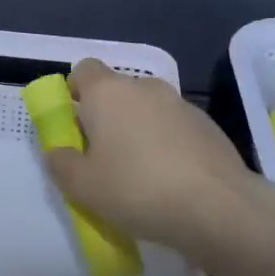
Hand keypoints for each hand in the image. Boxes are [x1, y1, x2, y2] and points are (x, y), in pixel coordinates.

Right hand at [41, 58, 252, 254]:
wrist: (217, 206)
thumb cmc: (138, 188)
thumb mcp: (84, 187)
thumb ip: (61, 164)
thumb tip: (56, 151)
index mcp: (107, 92)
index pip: (84, 69)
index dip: (75, 91)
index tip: (75, 125)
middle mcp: (143, 86)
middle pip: (116, 91)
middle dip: (107, 118)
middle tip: (104, 158)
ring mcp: (179, 102)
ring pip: (147, 109)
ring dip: (139, 131)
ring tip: (141, 175)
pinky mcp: (206, 124)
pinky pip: (175, 127)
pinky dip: (168, 144)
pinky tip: (173, 181)